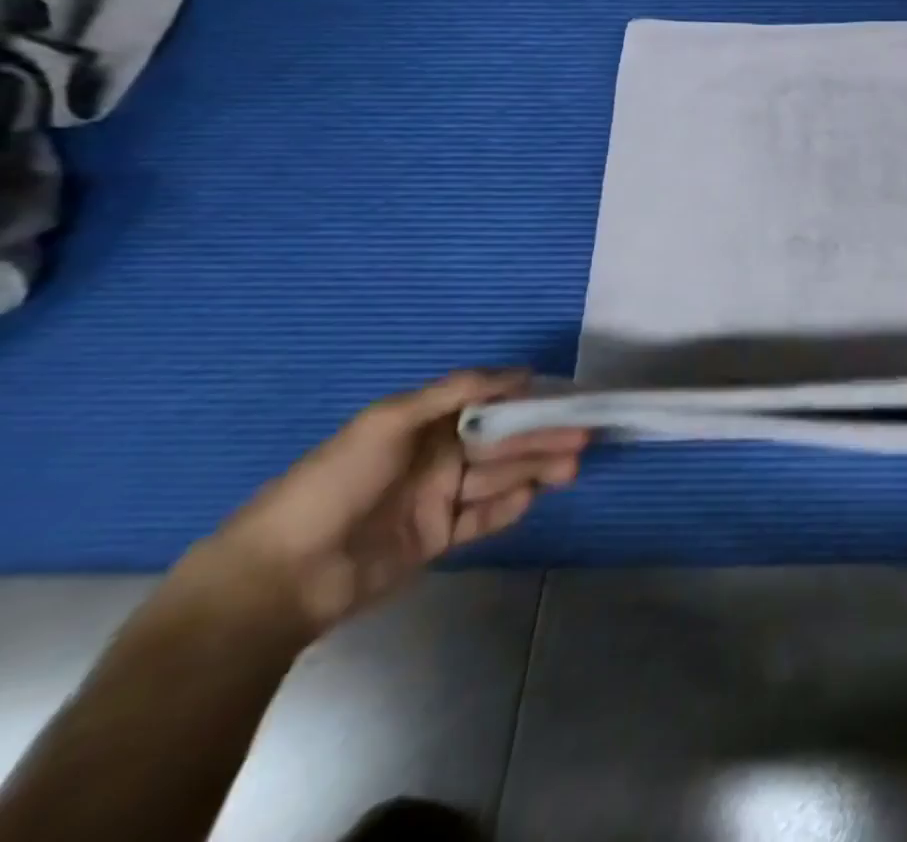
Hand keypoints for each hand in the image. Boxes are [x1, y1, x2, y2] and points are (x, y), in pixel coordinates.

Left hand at [183, 371, 589, 637]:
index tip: (568, 398)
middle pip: (502, 442)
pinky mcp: (436, 539)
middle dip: (543, 437)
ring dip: (537, 469)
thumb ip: (456, 390)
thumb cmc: (335, 483)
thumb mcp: (389, 420)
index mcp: (426, 424)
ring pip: (500, 477)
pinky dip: (509, 508)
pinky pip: (483, 518)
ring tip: (571, 466)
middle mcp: (437, 456)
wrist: (279, 578)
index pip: (490, 406)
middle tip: (583, 436)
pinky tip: (532, 498)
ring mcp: (437, 499)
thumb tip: (522, 372)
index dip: (530, 401)